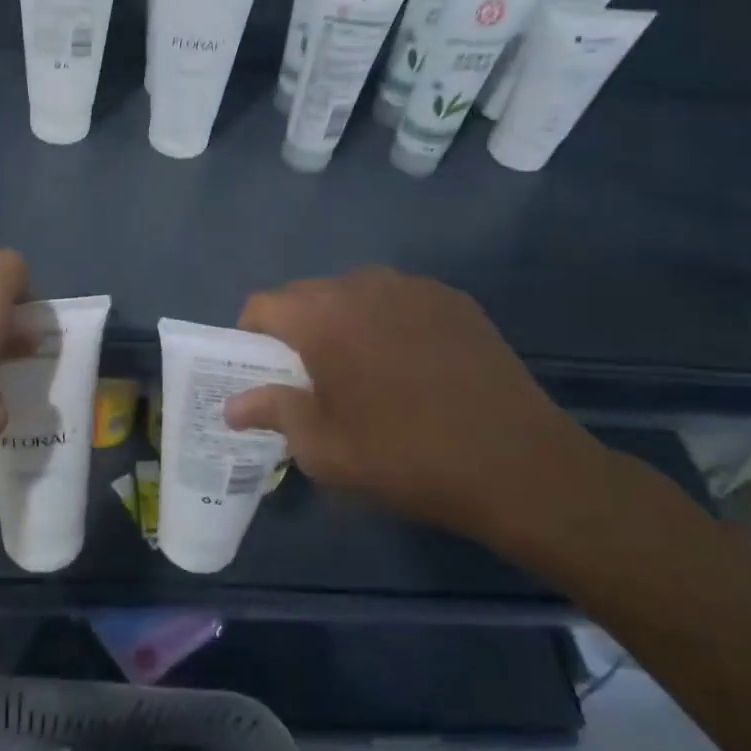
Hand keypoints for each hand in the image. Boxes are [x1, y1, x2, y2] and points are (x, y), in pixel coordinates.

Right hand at [223, 267, 609, 548]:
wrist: (518, 465)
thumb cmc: (404, 457)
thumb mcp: (323, 448)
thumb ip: (271, 412)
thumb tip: (232, 405)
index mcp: (323, 316)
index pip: (262, 305)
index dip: (249, 337)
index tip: (259, 372)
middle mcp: (364, 285)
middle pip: (307, 295)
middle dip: (296, 330)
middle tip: (308, 379)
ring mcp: (415, 288)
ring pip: (354, 295)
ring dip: (342, 323)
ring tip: (361, 371)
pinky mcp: (455, 301)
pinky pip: (398, 301)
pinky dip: (386, 323)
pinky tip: (408, 366)